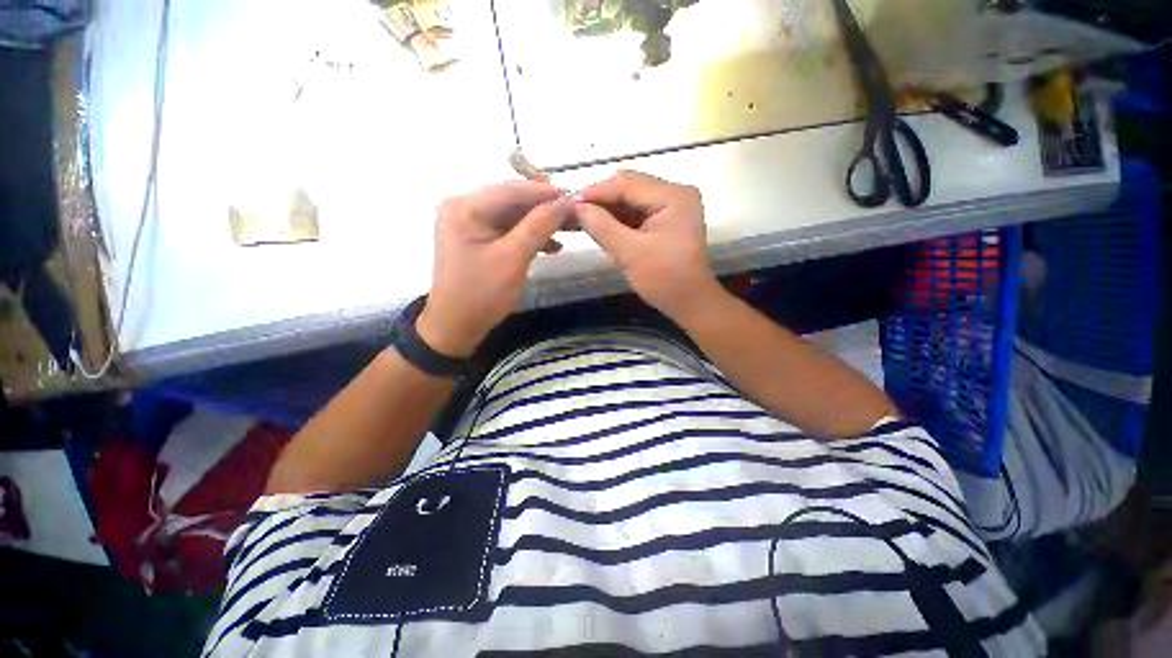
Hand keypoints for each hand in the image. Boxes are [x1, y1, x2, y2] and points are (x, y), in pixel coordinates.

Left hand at [417, 182, 568, 357]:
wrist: (457, 326)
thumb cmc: (481, 293)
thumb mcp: (513, 258)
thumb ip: (539, 226)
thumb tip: (565, 201)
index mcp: (465, 207)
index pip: (511, 190)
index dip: (545, 193)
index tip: (575, 197)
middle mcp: (465, 207)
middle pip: (513, 201)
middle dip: (545, 209)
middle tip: (576, 214)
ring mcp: (471, 223)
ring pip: (514, 216)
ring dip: (542, 223)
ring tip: (571, 230)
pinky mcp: (479, 239)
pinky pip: (509, 231)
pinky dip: (531, 237)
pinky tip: (553, 247)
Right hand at [574, 171, 720, 318]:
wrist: (689, 302)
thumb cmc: (664, 279)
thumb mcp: (630, 253)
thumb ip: (602, 227)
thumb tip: (575, 208)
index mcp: (672, 196)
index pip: (627, 184)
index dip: (596, 192)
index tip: (568, 203)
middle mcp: (674, 194)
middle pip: (628, 187)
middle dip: (600, 200)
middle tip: (573, 213)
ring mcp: (670, 206)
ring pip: (630, 200)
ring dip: (606, 210)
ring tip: (579, 219)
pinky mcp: (665, 220)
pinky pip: (635, 213)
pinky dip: (616, 219)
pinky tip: (598, 226)